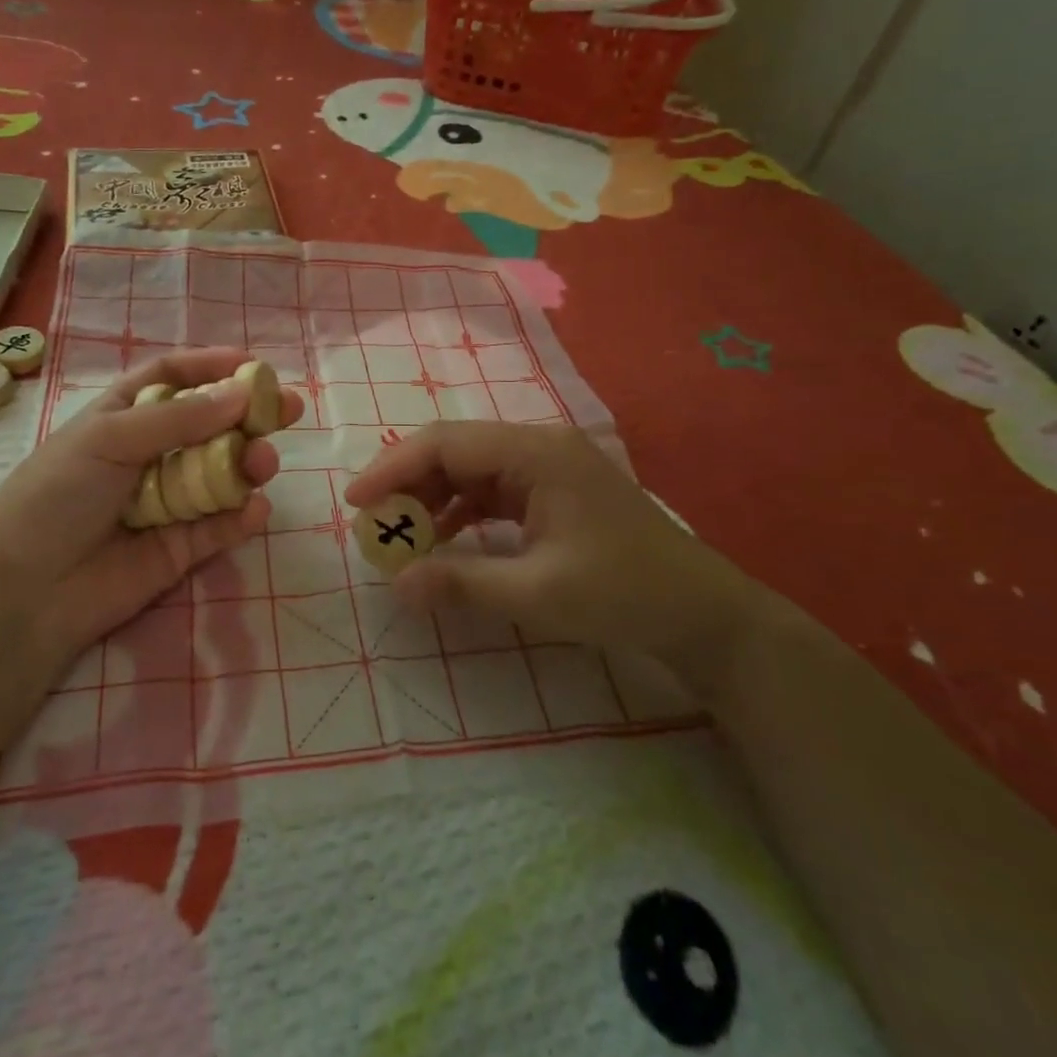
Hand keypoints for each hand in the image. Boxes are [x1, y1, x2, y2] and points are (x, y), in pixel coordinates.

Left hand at [0, 348, 300, 670]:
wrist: (27, 591)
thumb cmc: (58, 495)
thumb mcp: (110, 438)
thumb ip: (179, 418)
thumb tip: (242, 393)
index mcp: (123, 417)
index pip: (172, 378)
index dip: (211, 366)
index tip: (253, 364)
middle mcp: (150, 453)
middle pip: (210, 425)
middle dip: (249, 415)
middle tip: (290, 409)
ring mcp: (169, 500)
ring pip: (222, 473)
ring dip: (248, 464)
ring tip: (262, 463)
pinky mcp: (181, 547)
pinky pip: (220, 525)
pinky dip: (241, 517)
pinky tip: (255, 510)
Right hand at [344, 421, 759, 671]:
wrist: (700, 613)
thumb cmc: (623, 595)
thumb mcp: (537, 595)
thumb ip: (461, 583)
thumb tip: (395, 584)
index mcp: (537, 453)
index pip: (447, 443)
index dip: (394, 468)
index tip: (356, 501)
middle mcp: (539, 447)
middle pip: (455, 449)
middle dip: (408, 483)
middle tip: (372, 522)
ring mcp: (547, 467)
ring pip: (470, 468)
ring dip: (432, 497)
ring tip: (400, 534)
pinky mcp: (552, 491)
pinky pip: (491, 489)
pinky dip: (460, 511)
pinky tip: (442, 538)